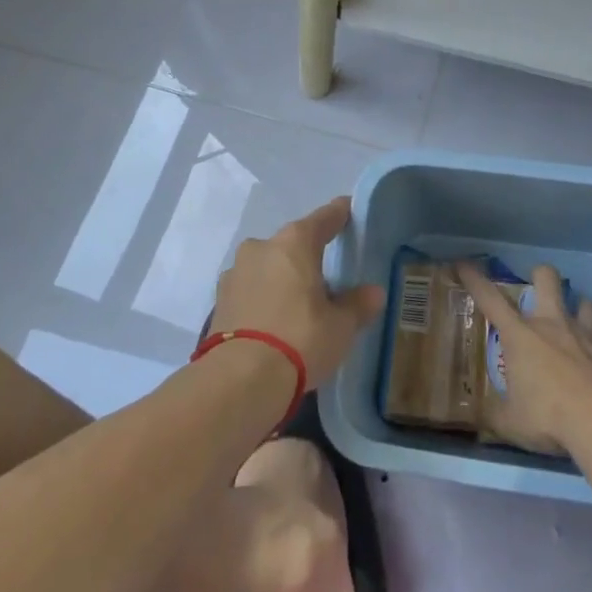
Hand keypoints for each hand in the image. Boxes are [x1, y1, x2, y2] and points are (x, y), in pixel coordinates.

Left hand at [209, 197, 383, 390]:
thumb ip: (357, 305)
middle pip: (292, 243)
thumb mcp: (340, 326)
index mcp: (295, 242)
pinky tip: (273, 320)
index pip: (324, 218)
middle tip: (326, 275)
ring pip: (267, 266)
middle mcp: (261, 247)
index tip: (349, 210)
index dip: (340, 214)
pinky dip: (263, 298)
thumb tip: (373, 293)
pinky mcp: (219, 302)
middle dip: (308, 255)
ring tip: (298, 303)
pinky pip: (250, 290)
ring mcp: (235, 273)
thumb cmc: (299, 339)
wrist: (238, 381)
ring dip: (282, 277)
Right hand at [457, 261, 591, 455]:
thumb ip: (496, 416)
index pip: (490, 299)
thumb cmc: (547, 416)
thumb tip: (487, 418)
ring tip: (571, 322)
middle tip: (535, 290)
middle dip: (539, 275)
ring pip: (582, 299)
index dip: (474, 279)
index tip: (463, 264)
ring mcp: (581, 332)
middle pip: (545, 278)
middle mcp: (550, 323)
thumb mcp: (512, 423)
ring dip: (575, 306)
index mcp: (519, 336)